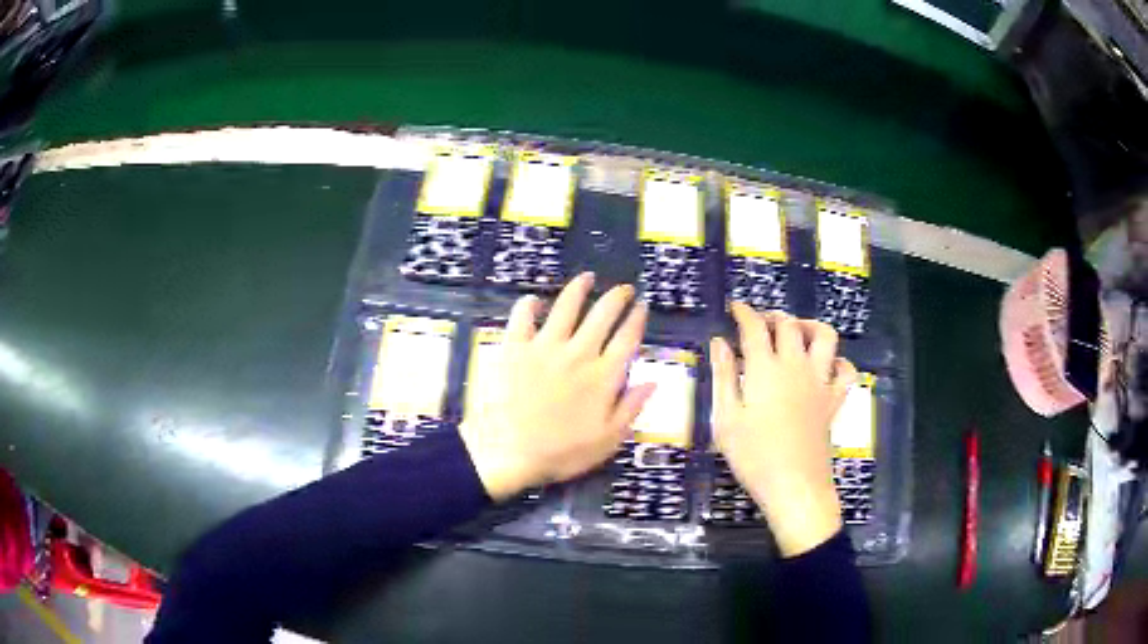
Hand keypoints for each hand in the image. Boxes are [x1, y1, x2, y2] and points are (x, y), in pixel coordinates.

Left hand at [460, 273, 654, 500]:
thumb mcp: (607, 440)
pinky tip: (534, 300)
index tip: (642, 306)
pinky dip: (528, 305)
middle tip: (624, 289)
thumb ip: (631, 408)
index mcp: (603, 377)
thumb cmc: (562, 452)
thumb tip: (653, 381)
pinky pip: (522, 317)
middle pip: (603, 315)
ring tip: (587, 277)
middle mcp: (578, 354)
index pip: (627, 338)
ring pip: (566, 306)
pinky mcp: (515, 348)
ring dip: (579, 288)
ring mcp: (545, 347)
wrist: (510, 452)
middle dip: (617, 297)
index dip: (637, 319)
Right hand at [710, 303, 856, 556]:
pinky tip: (826, 366)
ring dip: (810, 327)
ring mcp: (820, 382)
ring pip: (825, 336)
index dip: (744, 312)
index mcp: (765, 369)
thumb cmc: (753, 456)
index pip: (755, 327)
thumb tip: (718, 342)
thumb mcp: (725, 418)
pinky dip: (838, 362)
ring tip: (797, 334)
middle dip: (773, 317)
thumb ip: (723, 376)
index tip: (735, 307)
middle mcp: (796, 366)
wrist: (794, 486)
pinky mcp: (834, 400)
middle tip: (760, 324)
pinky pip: (846, 370)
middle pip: (789, 325)